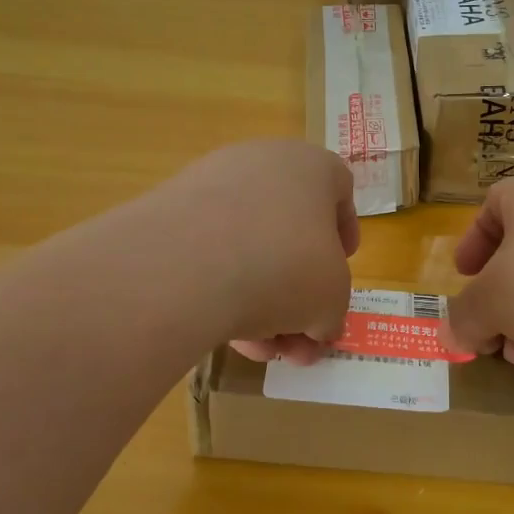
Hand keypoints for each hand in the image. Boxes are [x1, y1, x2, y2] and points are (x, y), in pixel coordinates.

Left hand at [149, 140, 357, 365]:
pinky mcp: (168, 213)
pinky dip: (221, 290)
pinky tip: (225, 336)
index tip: (342, 265)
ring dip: (261, 301)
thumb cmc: (285, 268)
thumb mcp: (331, 300)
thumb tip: (314, 326)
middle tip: (299, 336)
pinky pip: (208, 253)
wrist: (184, 266)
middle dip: (298, 290)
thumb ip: (330, 310)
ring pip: (248, 246)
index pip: (339, 189)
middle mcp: (261, 163)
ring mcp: (209, 184)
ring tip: (260, 350)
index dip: (344, 231)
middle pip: (290, 229)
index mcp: (312, 167)